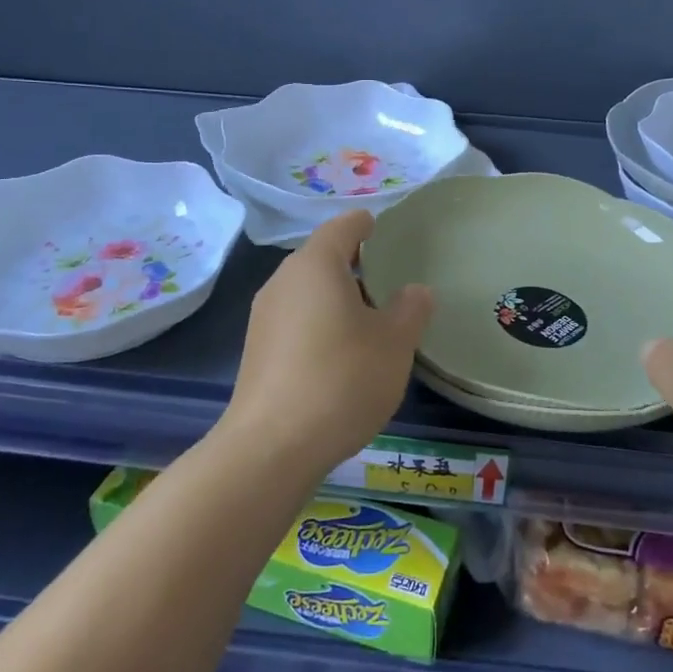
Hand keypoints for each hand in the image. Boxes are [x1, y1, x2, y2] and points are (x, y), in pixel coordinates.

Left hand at [224, 210, 433, 481]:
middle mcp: (283, 281)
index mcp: (315, 265)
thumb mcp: (394, 343)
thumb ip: (410, 310)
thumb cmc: (342, 379)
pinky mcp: (257, 351)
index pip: (342, 227)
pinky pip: (295, 320)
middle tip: (388, 277)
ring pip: (307, 291)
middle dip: (353, 263)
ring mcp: (264, 317)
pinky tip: (341, 353)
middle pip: (321, 258)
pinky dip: (319, 322)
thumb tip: (415, 291)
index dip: (365, 224)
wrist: (272, 447)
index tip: (383, 227)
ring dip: (336, 296)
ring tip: (370, 318)